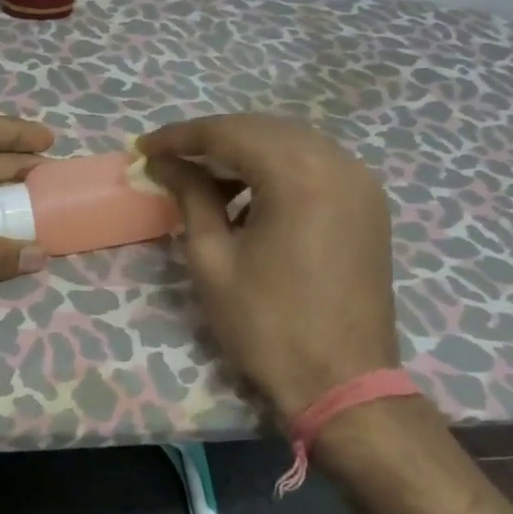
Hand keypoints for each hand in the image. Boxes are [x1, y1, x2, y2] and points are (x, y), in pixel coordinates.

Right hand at [140, 114, 398, 420]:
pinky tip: (249, 198)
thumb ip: (190, 197)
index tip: (143, 148)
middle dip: (211, 140)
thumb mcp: (213, 259)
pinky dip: (277, 170)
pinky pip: (315, 166)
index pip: (228, 133)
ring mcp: (360, 181)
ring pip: (290, 144)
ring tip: (204, 181)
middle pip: (262, 129)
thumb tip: (163, 164)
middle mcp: (337, 161)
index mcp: (299, 173)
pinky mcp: (368, 204)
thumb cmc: (267, 326)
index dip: (180, 137)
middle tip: (169, 160)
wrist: (344, 384)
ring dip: (245, 154)